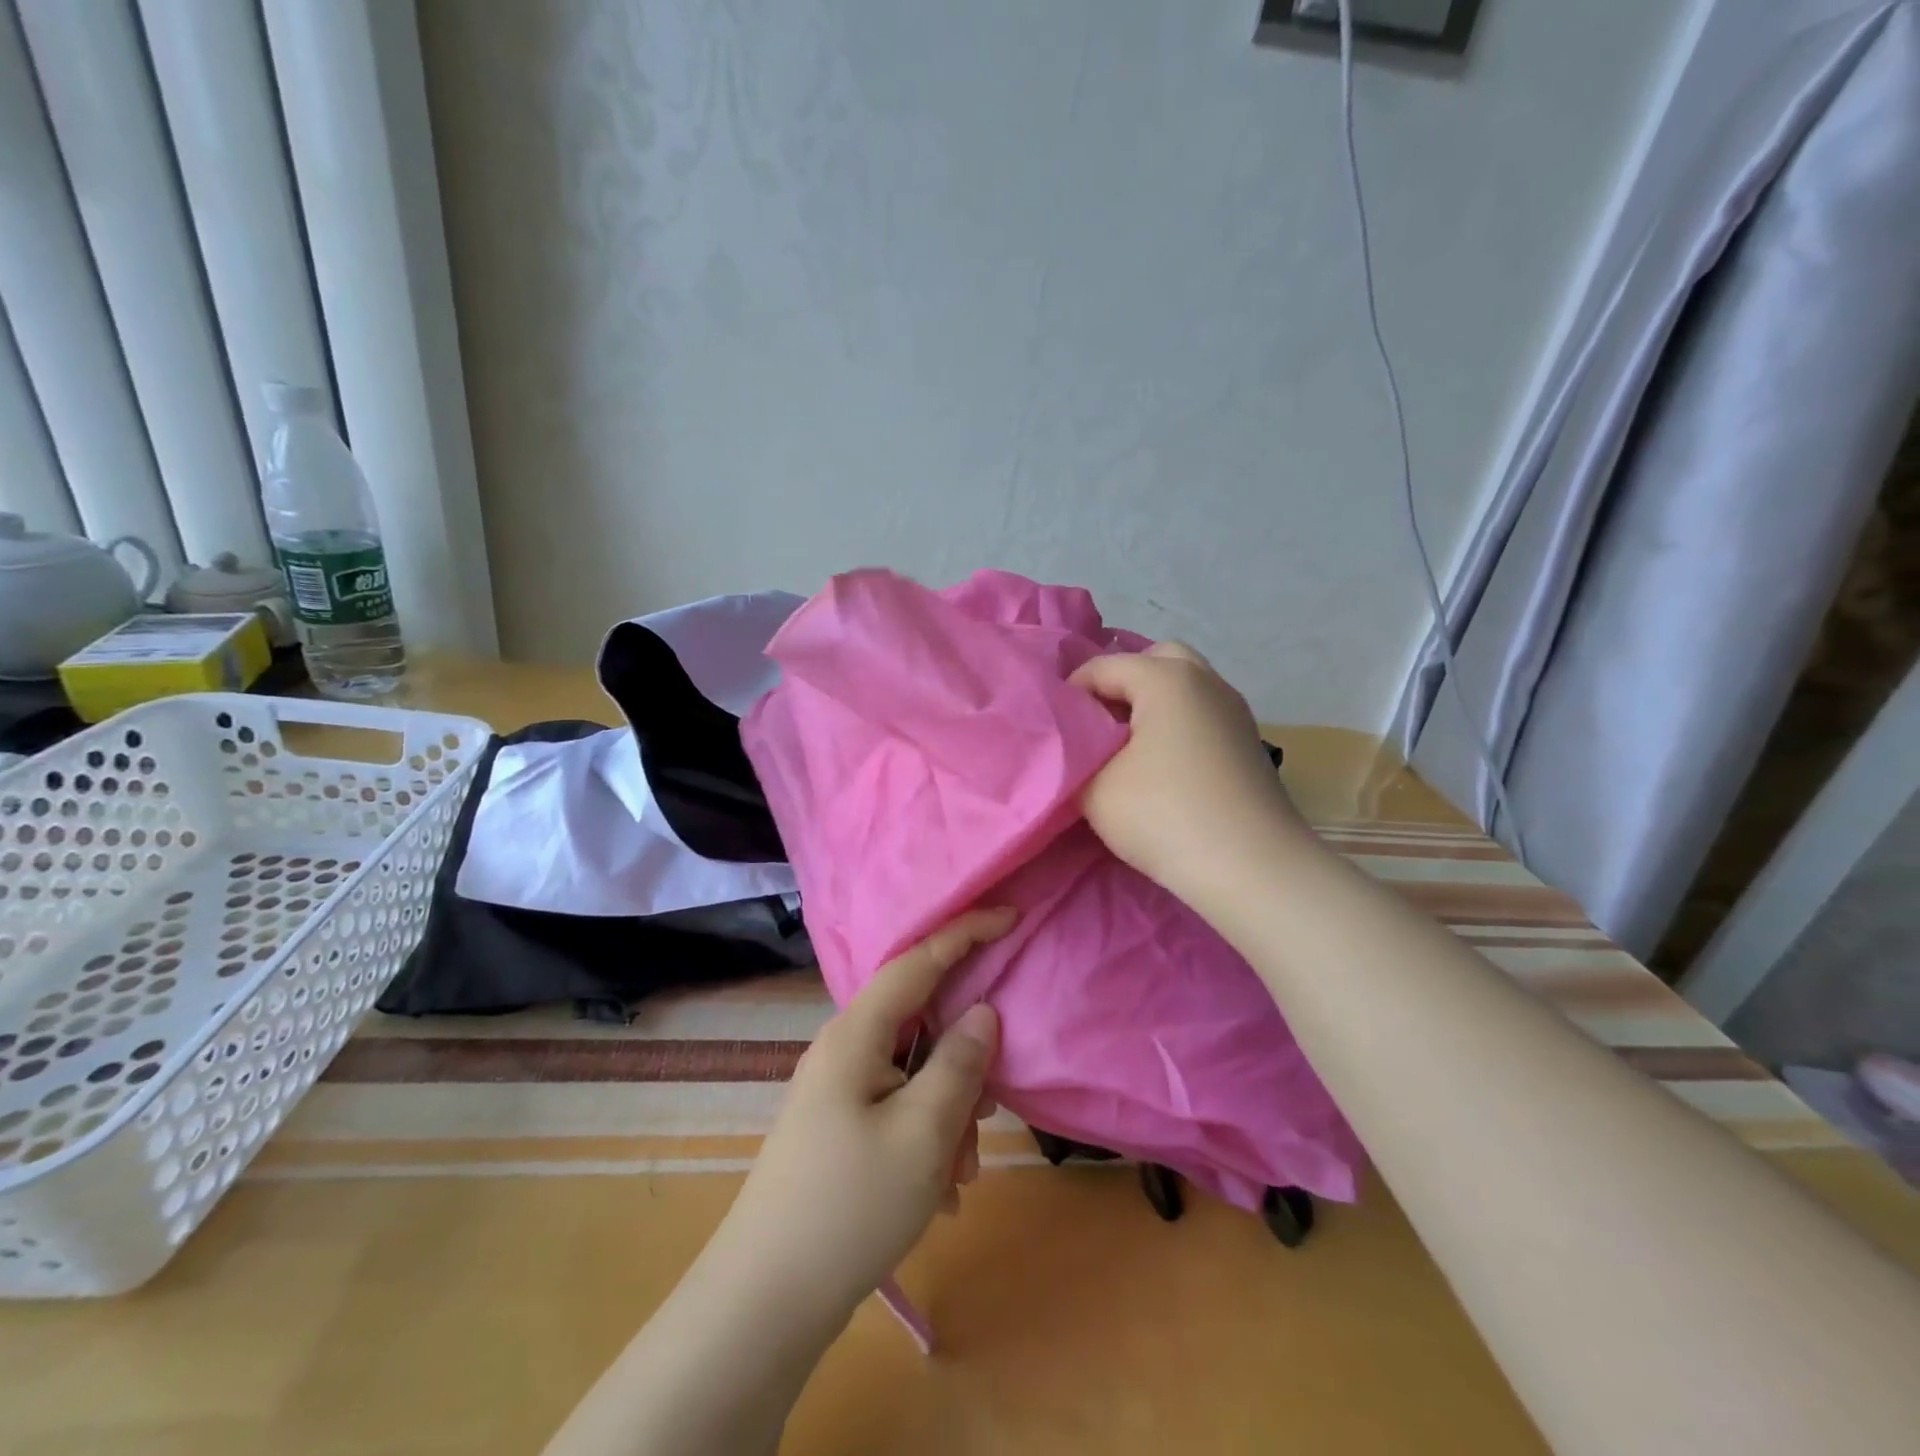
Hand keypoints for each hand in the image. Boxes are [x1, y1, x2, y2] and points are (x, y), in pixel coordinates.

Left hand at [716, 907, 1012, 1323]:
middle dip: (964, 1062)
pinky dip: (927, 1136)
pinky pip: (898, 1107)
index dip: (966, 932)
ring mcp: (837, 1089)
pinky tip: (937, 1191)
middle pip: (921, 1022)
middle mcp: (843, 1048)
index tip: (1011, 916)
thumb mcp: (923, 1133)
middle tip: (990, 1111)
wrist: (765, 1302)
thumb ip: (960, 1063)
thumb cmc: (851, 1207)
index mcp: (856, 1033)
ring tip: (958, 1173)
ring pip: (914, 1071)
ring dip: (949, 1111)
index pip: (918, 960)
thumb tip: (983, 1011)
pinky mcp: (839, 1126)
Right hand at [1070, 641, 1304, 907]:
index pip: (1104, 666)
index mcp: (1167, 679)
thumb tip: (1080, 746)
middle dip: (1120, 683)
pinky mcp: (1248, 742)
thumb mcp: (1095, 788)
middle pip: (1155, 660)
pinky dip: (1176, 723)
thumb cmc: (1165, 816)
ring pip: (1185, 686)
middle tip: (1098, 722)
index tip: (1056, 729)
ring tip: (1126, 746)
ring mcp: (1234, 711)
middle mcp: (1206, 681)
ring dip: (1152, 704)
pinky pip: (1202, 713)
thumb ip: (1076, 756)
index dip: (1072, 692)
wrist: (1252, 868)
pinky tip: (1162, 765)